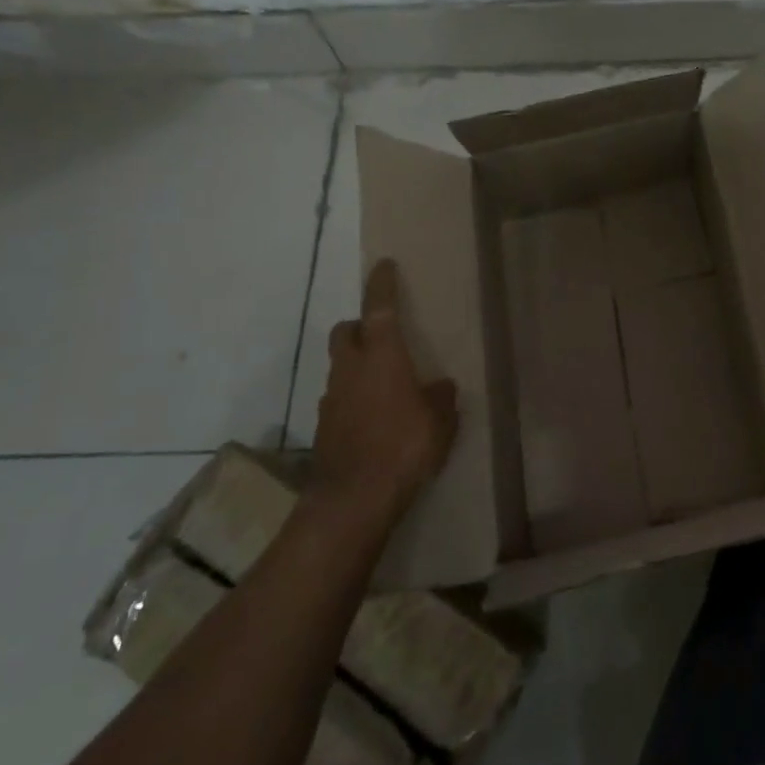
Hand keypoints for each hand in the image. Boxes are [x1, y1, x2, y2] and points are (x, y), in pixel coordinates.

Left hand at [313, 259, 458, 523]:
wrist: (352, 499)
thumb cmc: (403, 447)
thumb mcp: (440, 421)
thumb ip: (440, 398)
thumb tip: (439, 387)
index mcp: (382, 356)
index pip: (379, 308)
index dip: (382, 284)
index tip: (384, 265)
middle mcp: (351, 369)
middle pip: (346, 331)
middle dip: (360, 326)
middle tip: (382, 336)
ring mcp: (332, 398)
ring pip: (340, 366)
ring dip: (357, 365)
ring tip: (385, 385)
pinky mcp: (324, 426)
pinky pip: (339, 398)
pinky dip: (353, 397)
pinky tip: (373, 419)